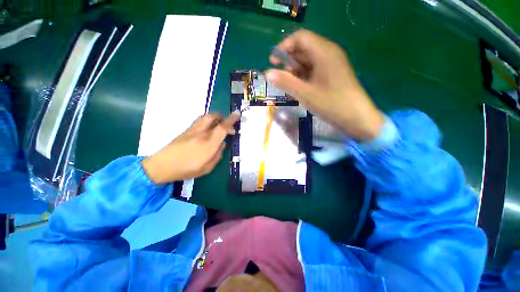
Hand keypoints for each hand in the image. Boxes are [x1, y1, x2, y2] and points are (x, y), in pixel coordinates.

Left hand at [141, 113, 239, 183]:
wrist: (162, 166)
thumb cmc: (187, 169)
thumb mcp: (207, 168)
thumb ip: (218, 155)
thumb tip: (222, 144)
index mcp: (209, 144)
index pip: (223, 128)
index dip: (231, 120)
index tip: (237, 114)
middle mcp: (201, 133)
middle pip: (213, 117)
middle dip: (223, 116)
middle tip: (227, 123)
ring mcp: (192, 130)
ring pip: (205, 117)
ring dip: (214, 117)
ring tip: (218, 123)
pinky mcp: (186, 131)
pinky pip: (199, 121)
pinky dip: (207, 120)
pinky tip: (207, 128)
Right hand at [266, 30, 384, 140]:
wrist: (356, 118)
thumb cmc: (331, 104)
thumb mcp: (305, 94)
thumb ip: (286, 82)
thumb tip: (268, 73)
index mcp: (324, 52)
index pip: (300, 38)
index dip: (284, 47)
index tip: (273, 62)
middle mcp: (329, 54)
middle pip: (304, 48)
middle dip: (289, 60)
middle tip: (280, 76)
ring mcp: (332, 64)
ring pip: (309, 60)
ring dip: (296, 70)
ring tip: (288, 84)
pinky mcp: (333, 75)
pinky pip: (314, 70)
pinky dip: (304, 76)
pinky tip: (299, 87)